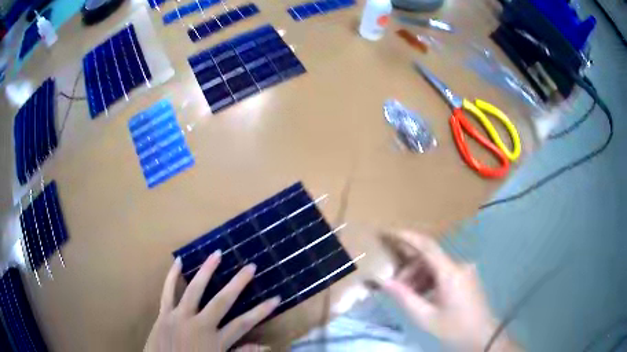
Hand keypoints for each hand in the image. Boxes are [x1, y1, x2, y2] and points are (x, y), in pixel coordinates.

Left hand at [145, 251, 280, 351]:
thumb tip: (266, 346)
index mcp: (215, 341)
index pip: (243, 324)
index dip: (261, 311)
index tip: (275, 298)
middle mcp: (199, 325)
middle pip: (222, 301)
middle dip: (238, 284)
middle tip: (250, 266)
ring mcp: (180, 317)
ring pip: (194, 290)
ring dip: (206, 271)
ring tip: (217, 253)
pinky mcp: (164, 314)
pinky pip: (167, 292)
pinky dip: (172, 277)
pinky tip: (178, 261)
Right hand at [382, 231, 520, 351]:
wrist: (482, 337)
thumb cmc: (454, 328)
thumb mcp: (425, 317)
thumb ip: (404, 297)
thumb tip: (384, 281)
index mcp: (451, 273)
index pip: (427, 246)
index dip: (408, 237)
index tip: (390, 233)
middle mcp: (460, 266)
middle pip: (430, 258)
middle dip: (410, 270)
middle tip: (396, 287)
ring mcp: (465, 271)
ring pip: (436, 266)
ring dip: (419, 277)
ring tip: (408, 295)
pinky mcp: (467, 278)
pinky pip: (445, 273)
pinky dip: (431, 281)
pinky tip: (423, 296)